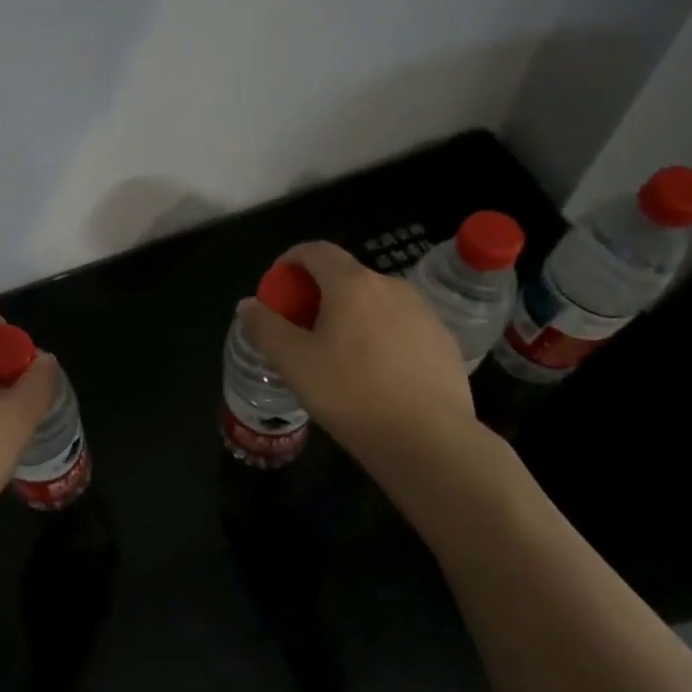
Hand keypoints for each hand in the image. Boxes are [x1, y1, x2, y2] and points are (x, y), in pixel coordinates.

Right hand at [235, 242, 483, 499]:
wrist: (430, 441)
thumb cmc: (351, 394)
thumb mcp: (293, 363)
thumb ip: (265, 327)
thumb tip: (248, 305)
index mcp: (351, 284)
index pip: (315, 250)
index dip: (290, 261)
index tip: (277, 288)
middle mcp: (391, 286)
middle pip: (345, 276)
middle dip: (317, 294)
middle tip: (301, 329)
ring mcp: (423, 312)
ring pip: (375, 302)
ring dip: (350, 315)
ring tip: (337, 354)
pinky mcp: (443, 341)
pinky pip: (400, 326)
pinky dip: (379, 335)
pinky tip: (374, 373)